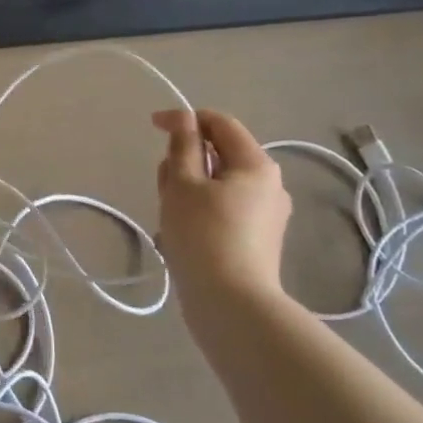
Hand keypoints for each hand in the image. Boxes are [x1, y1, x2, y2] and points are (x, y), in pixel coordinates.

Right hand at [152, 109, 291, 314]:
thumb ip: (182, 146)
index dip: (185, 118)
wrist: (231, 303)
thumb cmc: (203, 235)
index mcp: (256, 164)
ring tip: (169, 214)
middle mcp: (270, 185)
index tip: (152, 126)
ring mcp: (266, 215)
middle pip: (220, 155)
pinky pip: (224, 210)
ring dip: (190, 188)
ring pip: (219, 185)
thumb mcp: (183, 184)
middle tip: (162, 184)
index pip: (220, 123)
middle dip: (186, 160)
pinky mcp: (257, 240)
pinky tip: (182, 235)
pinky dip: (200, 210)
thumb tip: (184, 120)